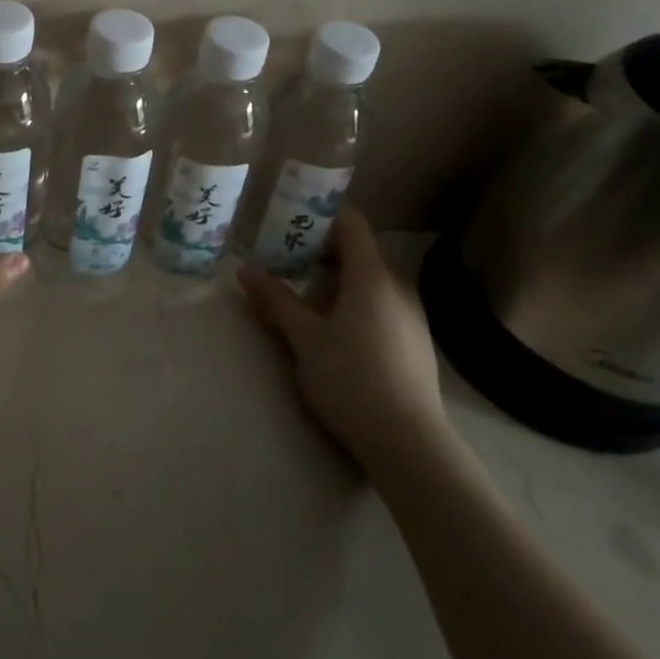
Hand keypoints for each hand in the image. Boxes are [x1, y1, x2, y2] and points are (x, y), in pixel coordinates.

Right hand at [241, 207, 456, 485]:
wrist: (410, 445)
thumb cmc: (352, 380)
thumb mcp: (304, 339)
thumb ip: (276, 300)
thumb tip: (245, 270)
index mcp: (371, 276)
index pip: (351, 223)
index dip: (322, 213)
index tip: (290, 218)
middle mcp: (396, 287)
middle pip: (359, 251)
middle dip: (320, 249)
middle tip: (284, 258)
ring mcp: (411, 316)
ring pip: (369, 280)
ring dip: (336, 279)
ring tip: (302, 295)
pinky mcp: (414, 343)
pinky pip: (380, 304)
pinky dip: (354, 301)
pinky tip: (334, 330)